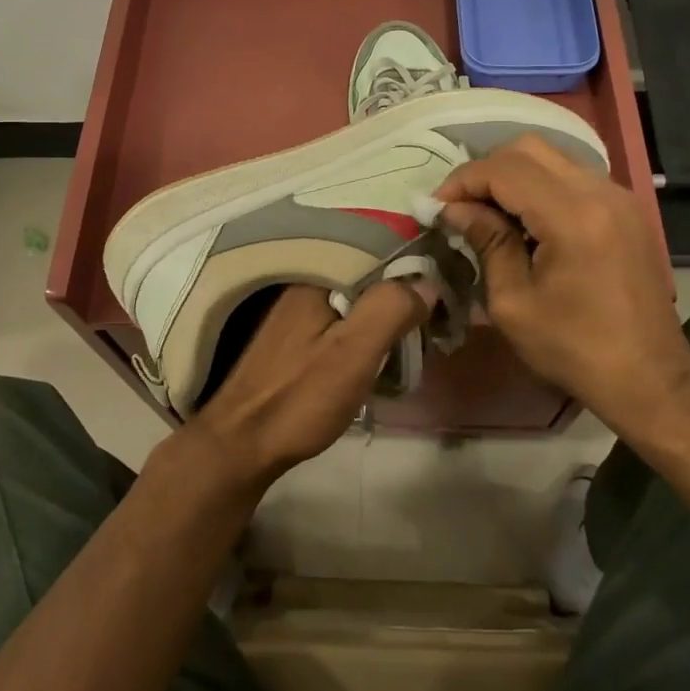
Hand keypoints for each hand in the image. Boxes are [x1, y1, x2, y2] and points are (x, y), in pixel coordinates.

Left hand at [189, 282, 430, 491]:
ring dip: (389, 306)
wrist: (241, 445)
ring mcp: (299, 306)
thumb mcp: (353, 353)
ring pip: (358, 293)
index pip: (378, 245)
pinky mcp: (298, 331)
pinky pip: (345, 312)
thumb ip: (390, 310)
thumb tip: (428, 282)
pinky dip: (368, 322)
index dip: (416, 259)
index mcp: (317, 274)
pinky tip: (386, 342)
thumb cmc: (299, 398)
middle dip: (405, 284)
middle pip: (369, 268)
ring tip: (423, 325)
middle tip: (442, 307)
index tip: (448, 276)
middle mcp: (306, 279)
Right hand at [436, 134, 689, 441]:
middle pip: (529, 148)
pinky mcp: (626, 208)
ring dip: (513, 175)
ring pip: (552, 157)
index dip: (463, 180)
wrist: (650, 377)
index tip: (436, 205)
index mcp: (573, 216)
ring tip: (487, 212)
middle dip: (486, 170)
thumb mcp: (513, 302)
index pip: (506, 170)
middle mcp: (600, 192)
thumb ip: (486, 242)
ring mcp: (619, 196)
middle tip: (461, 204)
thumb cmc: (574, 349)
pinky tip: (524, 220)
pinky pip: (573, 176)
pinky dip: (540, 185)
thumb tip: (454, 209)